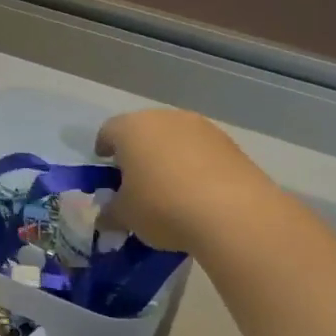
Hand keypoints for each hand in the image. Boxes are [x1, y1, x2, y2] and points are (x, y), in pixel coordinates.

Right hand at [95, 108, 276, 252]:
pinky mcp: (230, 144)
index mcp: (132, 129)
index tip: (104, 165)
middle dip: (137, 152)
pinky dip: (193, 166)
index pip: (108, 131)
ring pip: (174, 139)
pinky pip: (201, 152)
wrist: (232, 212)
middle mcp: (166, 118)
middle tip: (134, 179)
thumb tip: (107, 217)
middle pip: (144, 131)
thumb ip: (110, 213)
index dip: (103, 148)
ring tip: (168, 188)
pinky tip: (195, 192)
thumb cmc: (162, 206)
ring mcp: (202, 128)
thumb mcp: (125, 216)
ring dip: (167, 158)